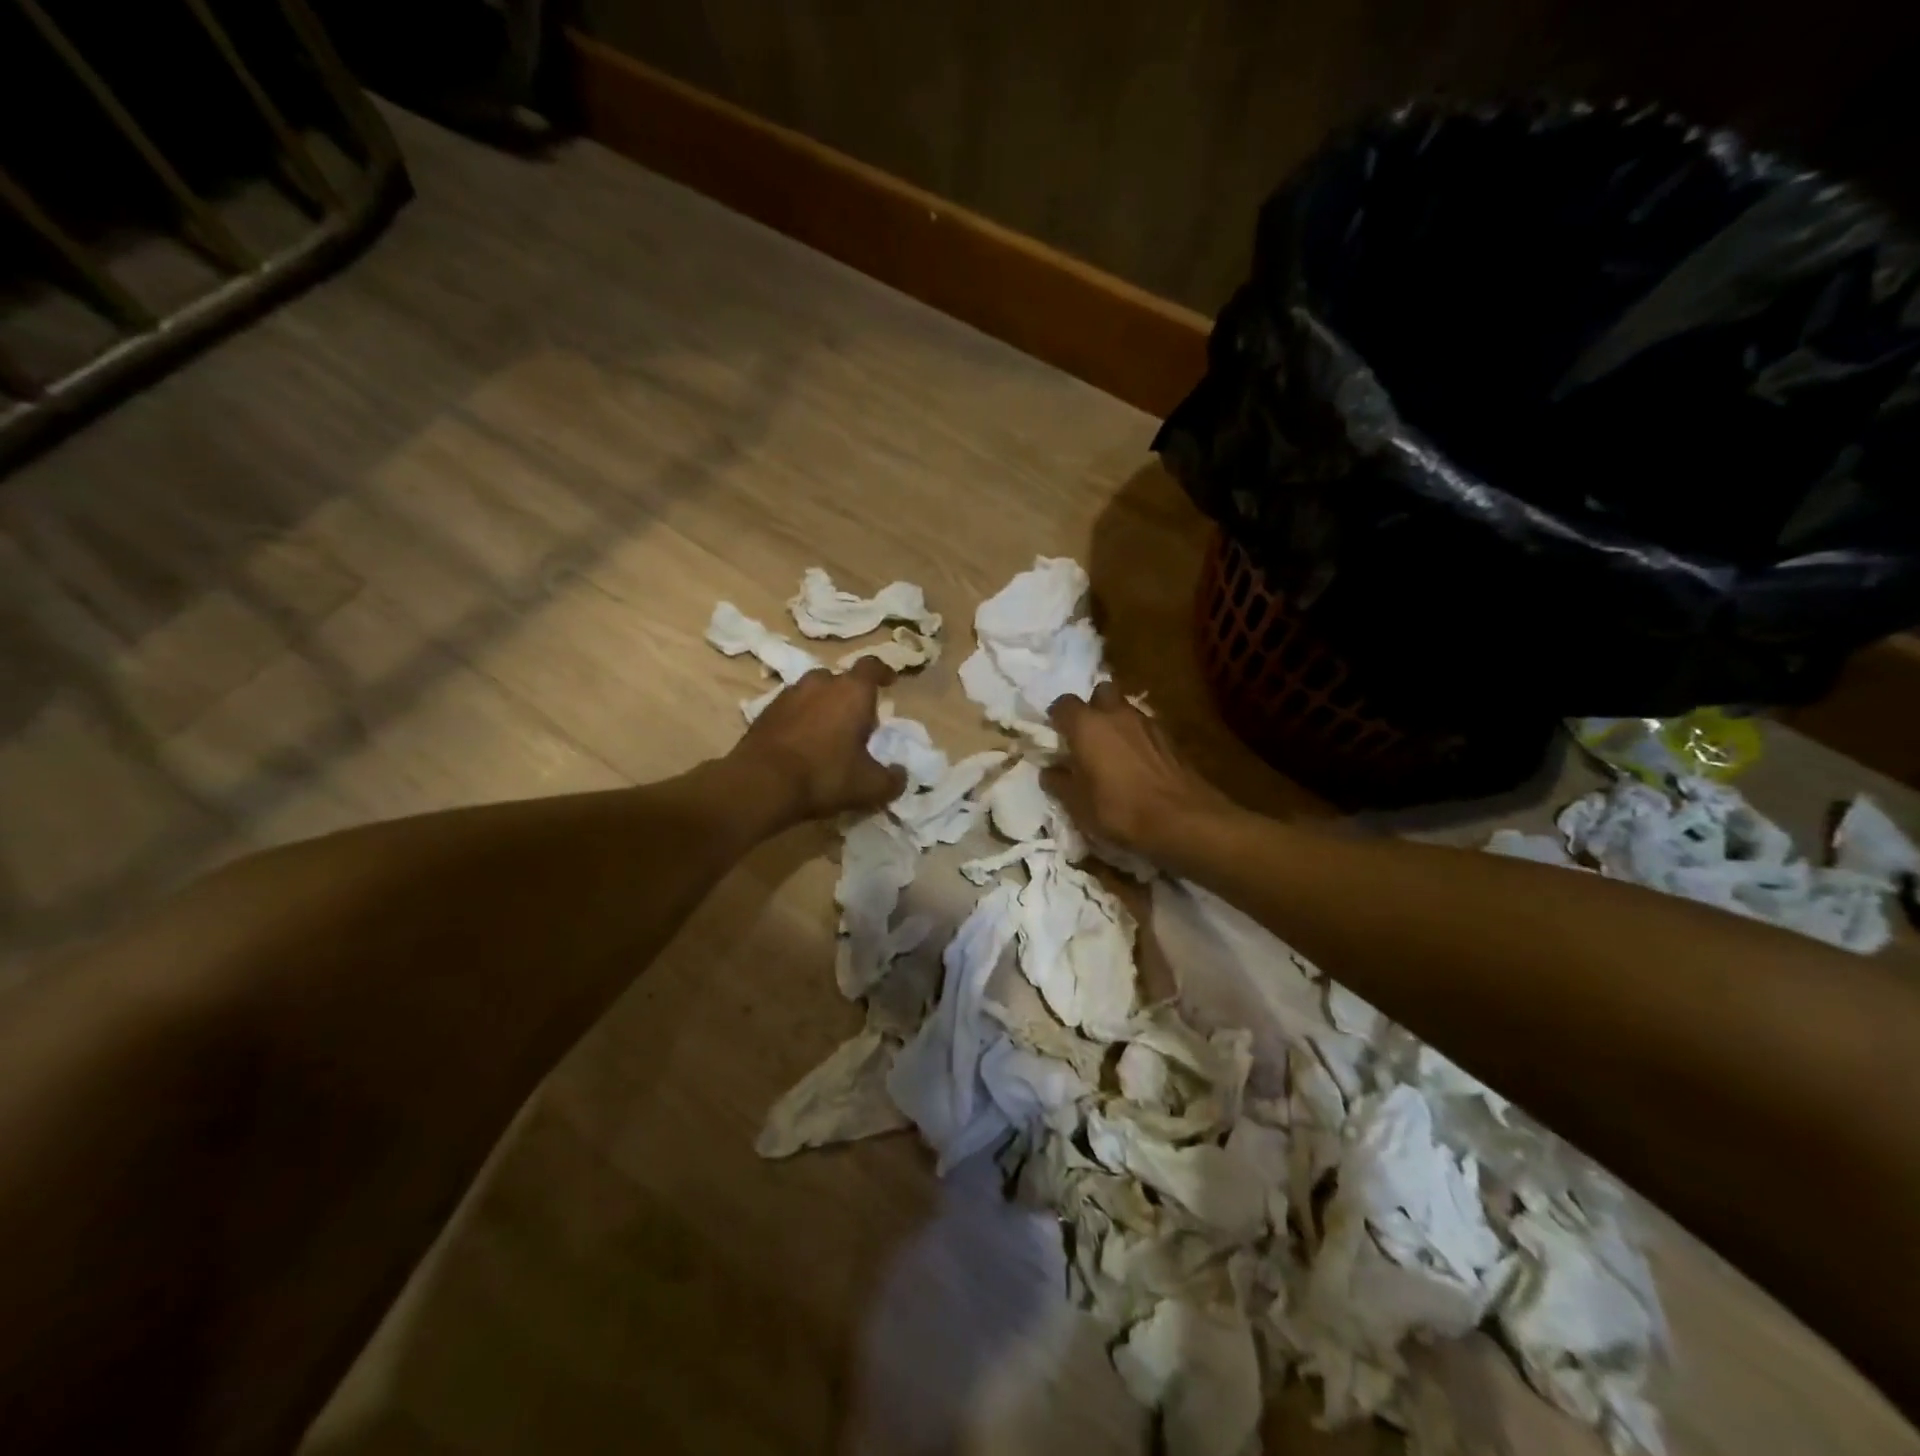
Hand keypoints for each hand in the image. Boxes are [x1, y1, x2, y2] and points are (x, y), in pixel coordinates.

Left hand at [730, 658, 906, 824]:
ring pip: (813, 692)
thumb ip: (892, 780)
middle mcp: (820, 683)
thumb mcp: (870, 786)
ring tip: (827, 732)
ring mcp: (789, 694)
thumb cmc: (825, 776)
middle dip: (851, 696)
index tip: (890, 682)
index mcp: (852, 691)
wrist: (762, 783)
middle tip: (857, 721)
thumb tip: (901, 775)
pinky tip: (801, 743)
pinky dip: (800, 719)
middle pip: (841, 680)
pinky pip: (791, 708)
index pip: (872, 666)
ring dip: (823, 705)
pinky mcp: (765, 711)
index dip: (884, 672)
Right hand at [1042, 683, 1233, 860]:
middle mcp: (1116, 713)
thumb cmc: (1119, 809)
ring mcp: (1147, 722)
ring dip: (1116, 722)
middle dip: (1092, 707)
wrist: (1182, 818)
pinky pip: (1144, 728)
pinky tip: (1135, 764)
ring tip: (1111, 752)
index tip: (1055, 735)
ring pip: (1125, 709)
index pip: (1063, 704)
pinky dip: (1136, 738)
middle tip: (1086, 735)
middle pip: (1101, 693)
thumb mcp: (1077, 804)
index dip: (1057, 718)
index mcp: (1087, 725)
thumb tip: (1050, 771)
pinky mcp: (1170, 738)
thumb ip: (1059, 782)